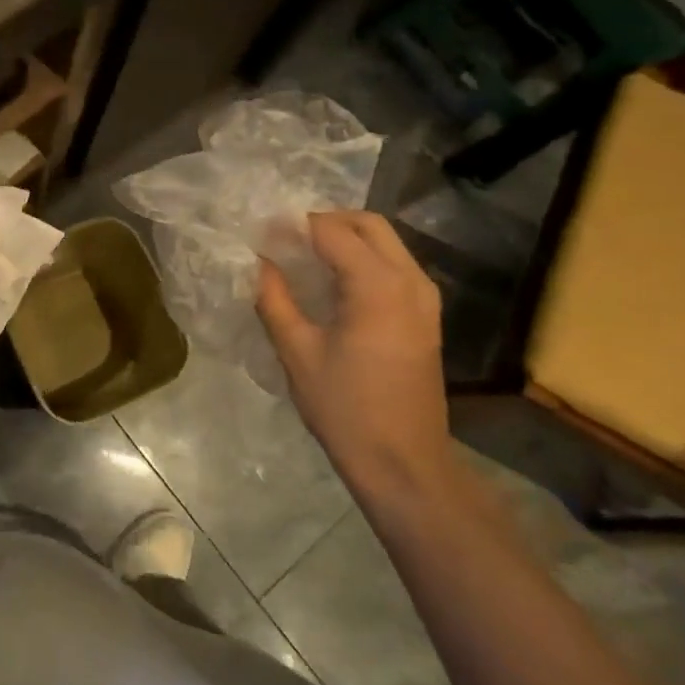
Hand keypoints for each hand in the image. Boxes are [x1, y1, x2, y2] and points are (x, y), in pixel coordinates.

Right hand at [256, 211, 447, 501]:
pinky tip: (332, 282)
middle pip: (368, 224)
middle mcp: (410, 280)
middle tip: (284, 236)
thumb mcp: (298, 352)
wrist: (404, 463)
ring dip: (346, 237)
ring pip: (386, 242)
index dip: (293, 224)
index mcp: (378, 285)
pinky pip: (394, 266)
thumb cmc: (346, 409)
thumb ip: (275, 299)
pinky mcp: (426, 316)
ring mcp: (425, 297)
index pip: (332, 231)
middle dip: (325, 220)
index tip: (259, 231)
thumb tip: (258, 262)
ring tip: (303, 255)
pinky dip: (363, 259)